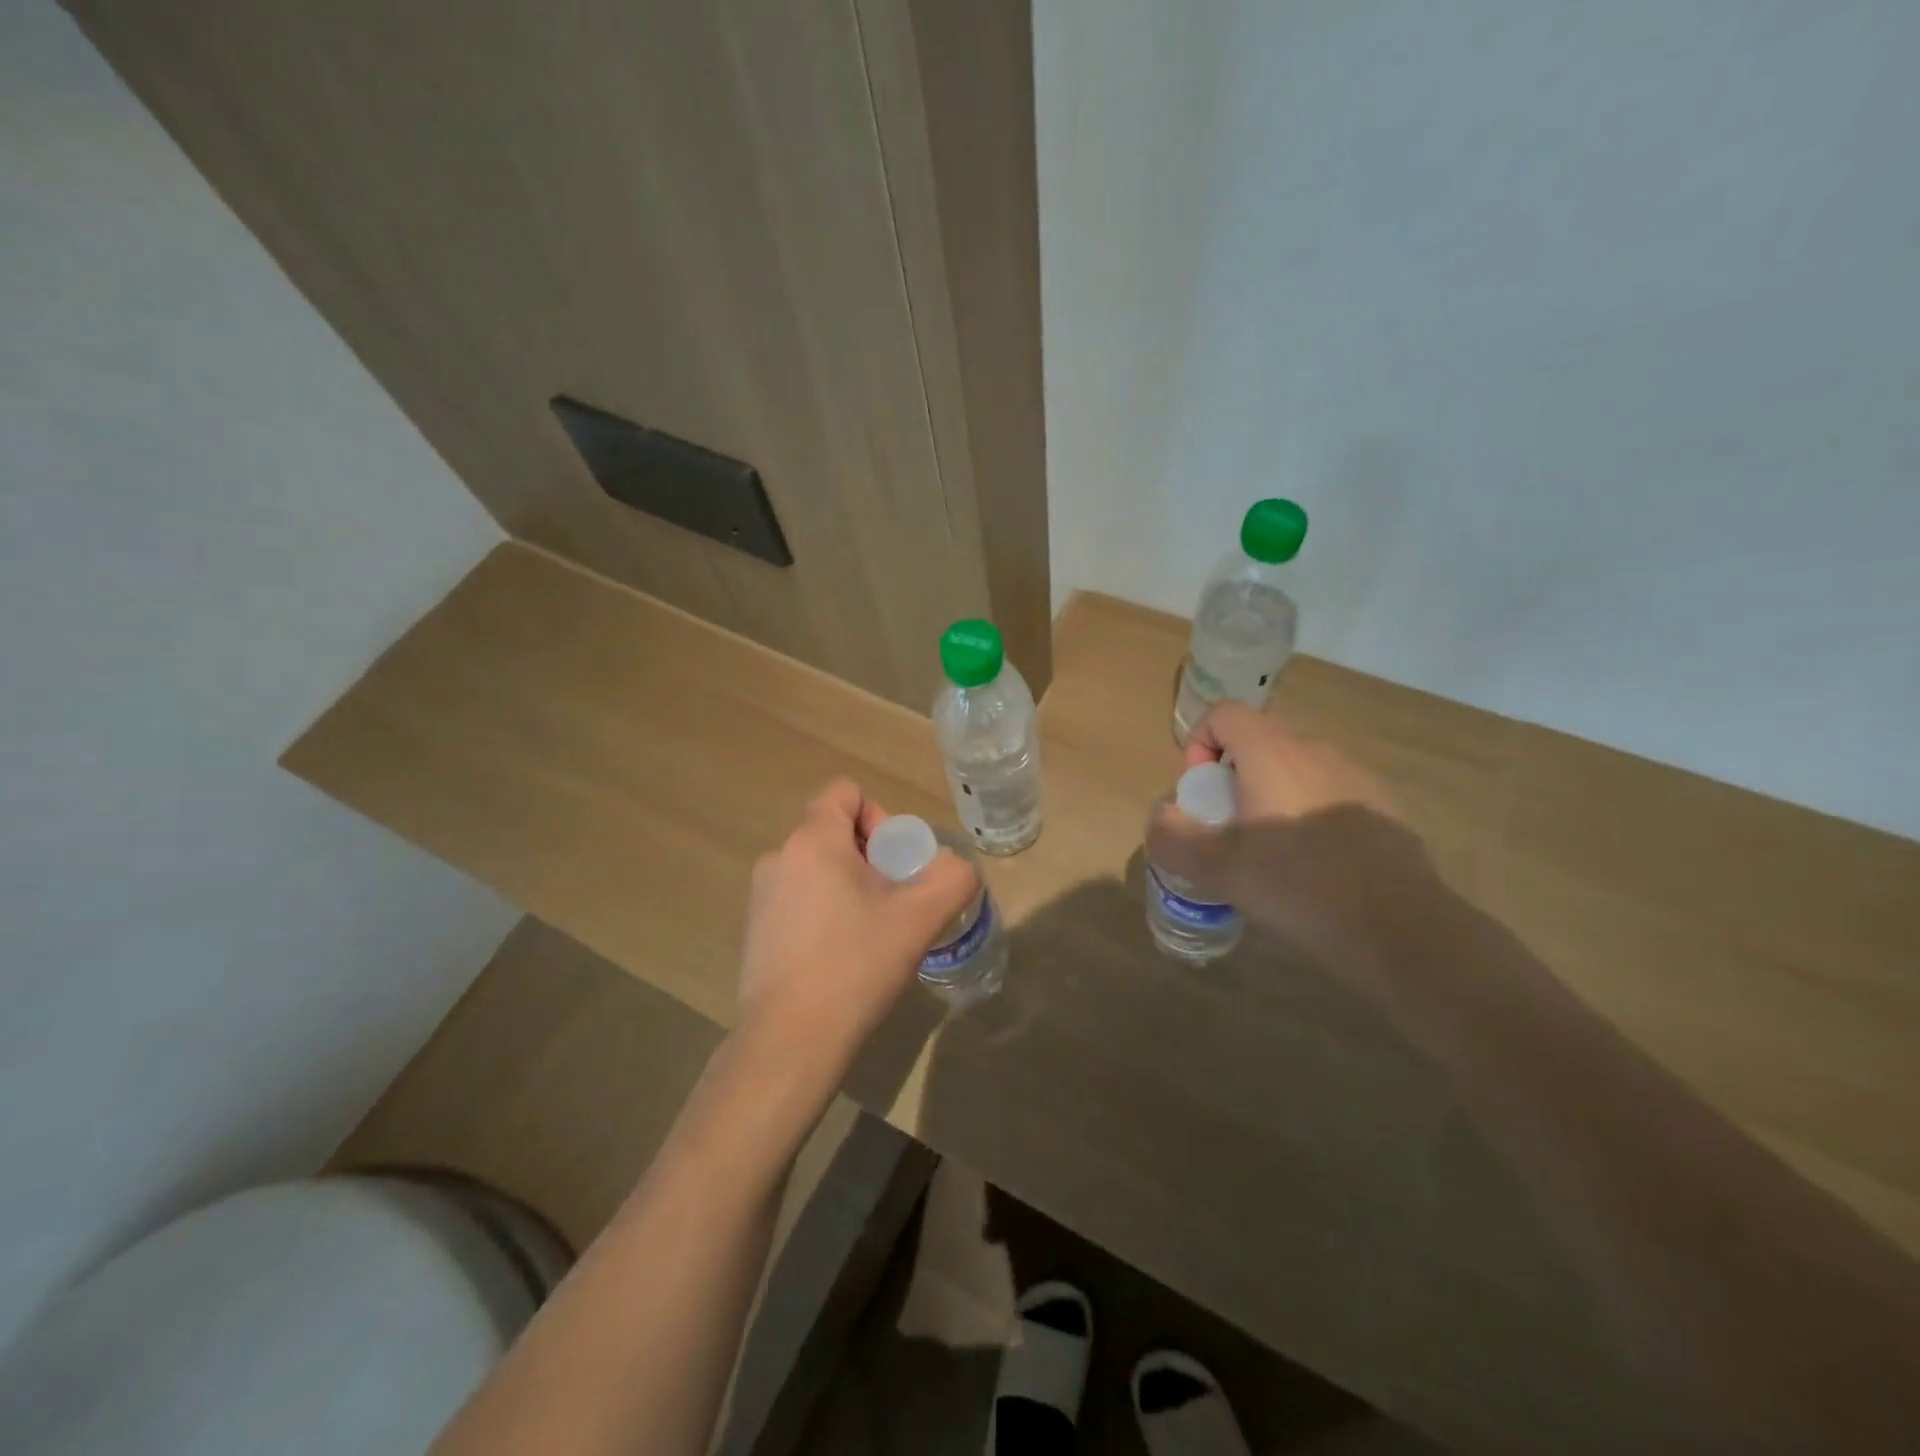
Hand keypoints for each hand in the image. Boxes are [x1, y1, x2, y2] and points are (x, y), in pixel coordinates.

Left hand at [736, 779, 976, 1076]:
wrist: (790, 1041)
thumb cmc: (855, 966)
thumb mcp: (919, 919)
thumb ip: (951, 878)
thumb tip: (954, 867)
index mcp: (812, 841)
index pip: (845, 792)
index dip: (881, 816)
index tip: (897, 863)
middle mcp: (779, 857)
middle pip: (835, 831)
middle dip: (872, 858)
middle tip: (895, 903)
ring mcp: (761, 895)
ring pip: (819, 867)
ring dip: (850, 886)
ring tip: (872, 934)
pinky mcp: (755, 929)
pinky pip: (800, 898)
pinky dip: (826, 911)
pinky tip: (842, 957)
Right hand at [1146, 702, 1434, 951]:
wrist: (1399, 928)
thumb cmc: (1297, 887)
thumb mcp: (1216, 869)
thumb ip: (1173, 837)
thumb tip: (1162, 816)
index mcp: (1272, 754)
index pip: (1223, 714)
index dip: (1199, 744)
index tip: (1201, 794)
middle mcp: (1315, 751)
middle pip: (1258, 742)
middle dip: (1231, 777)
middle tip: (1229, 830)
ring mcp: (1355, 776)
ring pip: (1294, 769)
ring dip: (1270, 796)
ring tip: (1270, 852)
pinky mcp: (1383, 806)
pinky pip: (1328, 793)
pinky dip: (1308, 813)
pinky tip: (1315, 865)